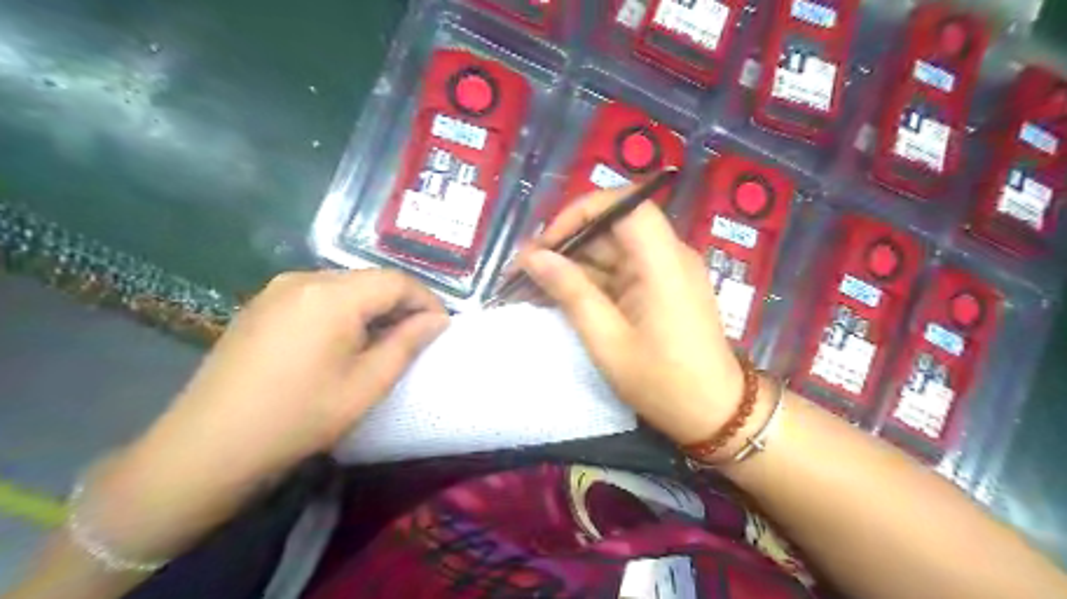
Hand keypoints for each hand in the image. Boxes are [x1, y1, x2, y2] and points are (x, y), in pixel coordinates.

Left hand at [84, 272, 445, 562]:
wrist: (208, 446)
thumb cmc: (299, 416)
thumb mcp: (367, 383)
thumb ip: (408, 343)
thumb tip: (437, 320)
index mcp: (332, 295)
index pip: (397, 281)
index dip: (426, 300)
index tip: (441, 328)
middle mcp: (304, 278)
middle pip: (370, 279)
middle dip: (400, 304)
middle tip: (416, 337)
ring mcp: (277, 289)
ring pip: (345, 287)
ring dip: (372, 308)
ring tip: (383, 341)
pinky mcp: (261, 305)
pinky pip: (317, 296)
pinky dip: (343, 311)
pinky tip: (343, 341)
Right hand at [522, 184, 743, 445]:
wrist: (715, 415)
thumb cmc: (662, 382)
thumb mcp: (607, 340)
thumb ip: (571, 292)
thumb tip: (534, 257)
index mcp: (662, 261)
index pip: (624, 205)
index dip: (581, 213)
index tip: (547, 242)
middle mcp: (669, 255)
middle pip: (614, 227)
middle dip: (568, 243)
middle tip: (527, 269)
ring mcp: (666, 272)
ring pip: (613, 251)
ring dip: (575, 265)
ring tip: (534, 285)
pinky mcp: (662, 289)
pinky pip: (622, 272)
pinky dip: (592, 281)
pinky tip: (562, 296)